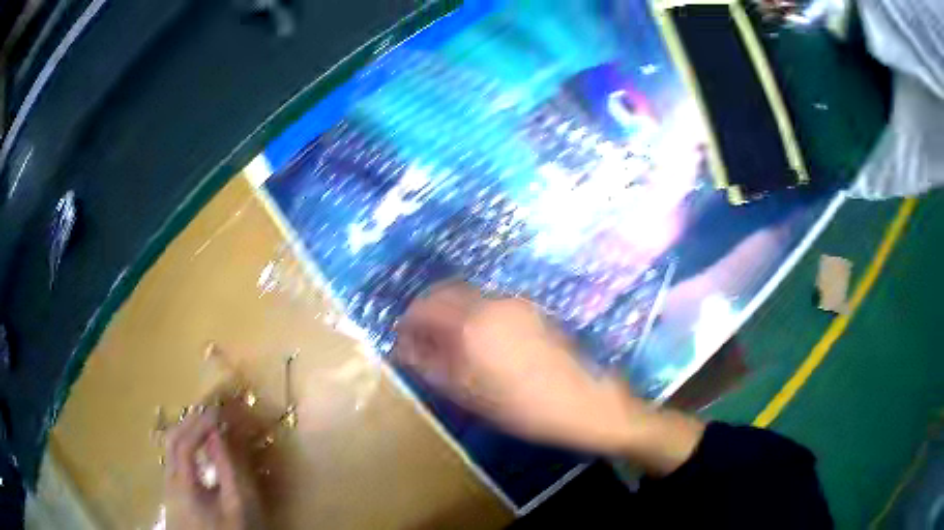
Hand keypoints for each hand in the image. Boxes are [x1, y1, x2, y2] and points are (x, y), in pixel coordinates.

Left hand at [164, 408, 263, 529]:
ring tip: (204, 424)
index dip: (199, 424)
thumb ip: (227, 470)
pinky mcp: (172, 492)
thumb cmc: (228, 529)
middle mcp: (170, 480)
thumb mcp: (236, 504)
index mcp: (183, 484)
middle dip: (189, 422)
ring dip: (185, 431)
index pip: (185, 443)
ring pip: (170, 448)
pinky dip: (184, 444)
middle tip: (210, 411)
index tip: (217, 412)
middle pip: (172, 441)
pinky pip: (173, 459)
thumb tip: (217, 436)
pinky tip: (197, 447)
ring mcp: (168, 486)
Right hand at [395, 282, 703, 475]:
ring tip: (448, 346)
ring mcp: (515, 303)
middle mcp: (491, 302)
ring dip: (450, 313)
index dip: (407, 324)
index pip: (423, 307)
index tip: (403, 343)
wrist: (584, 401)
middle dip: (427, 313)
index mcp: (471, 322)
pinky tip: (479, 343)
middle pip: (445, 293)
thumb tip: (404, 349)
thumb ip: (431, 366)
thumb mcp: (468, 394)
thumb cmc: (522, 406)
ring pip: (469, 296)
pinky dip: (473, 315)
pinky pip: (490, 304)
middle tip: (421, 342)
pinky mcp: (531, 310)